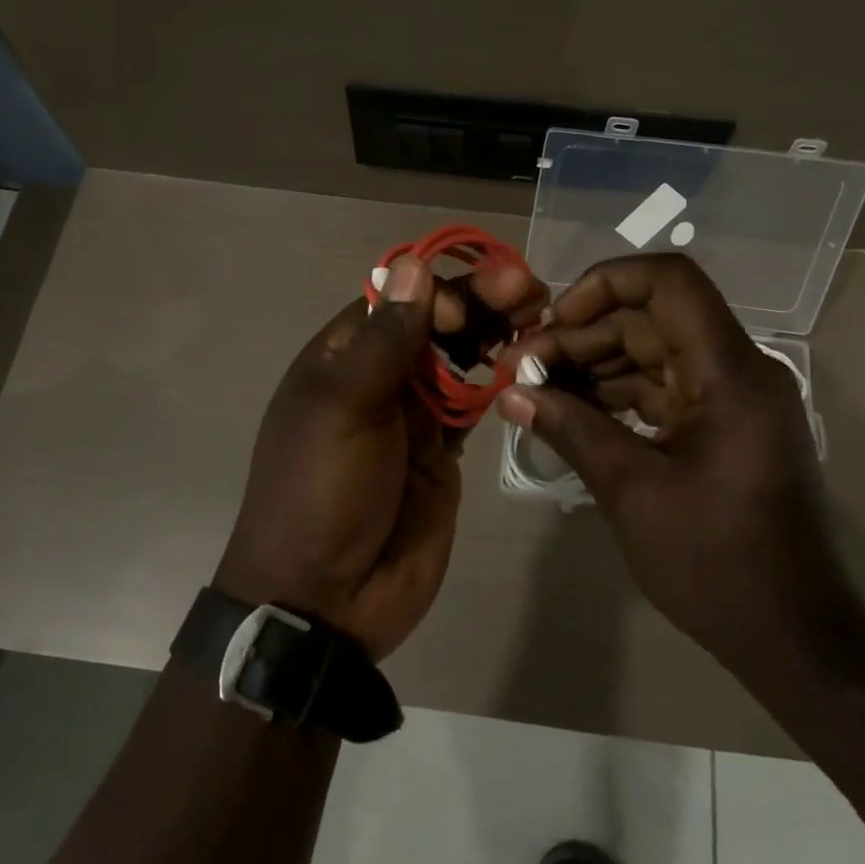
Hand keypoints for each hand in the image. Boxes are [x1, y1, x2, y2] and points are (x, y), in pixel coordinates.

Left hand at [217, 253, 547, 660]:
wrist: (324, 599)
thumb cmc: (321, 491)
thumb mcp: (344, 407)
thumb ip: (386, 339)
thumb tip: (414, 264)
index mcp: (344, 355)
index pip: (399, 298)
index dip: (443, 290)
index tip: (478, 302)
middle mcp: (379, 375)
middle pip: (436, 323)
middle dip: (482, 302)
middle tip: (533, 290)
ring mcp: (413, 413)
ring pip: (461, 358)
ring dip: (498, 334)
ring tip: (542, 317)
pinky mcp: (442, 449)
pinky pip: (475, 403)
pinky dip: (501, 382)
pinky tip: (532, 367)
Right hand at [497, 254, 860, 668]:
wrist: (793, 637)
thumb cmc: (716, 563)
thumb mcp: (632, 490)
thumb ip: (570, 428)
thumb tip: (510, 393)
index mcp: (730, 372)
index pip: (670, 281)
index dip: (606, 282)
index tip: (554, 319)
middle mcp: (737, 369)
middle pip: (650, 317)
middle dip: (582, 334)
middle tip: (522, 365)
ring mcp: (730, 398)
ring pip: (651, 350)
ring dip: (592, 363)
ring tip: (533, 388)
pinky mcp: (720, 425)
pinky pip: (661, 386)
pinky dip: (614, 393)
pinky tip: (567, 409)